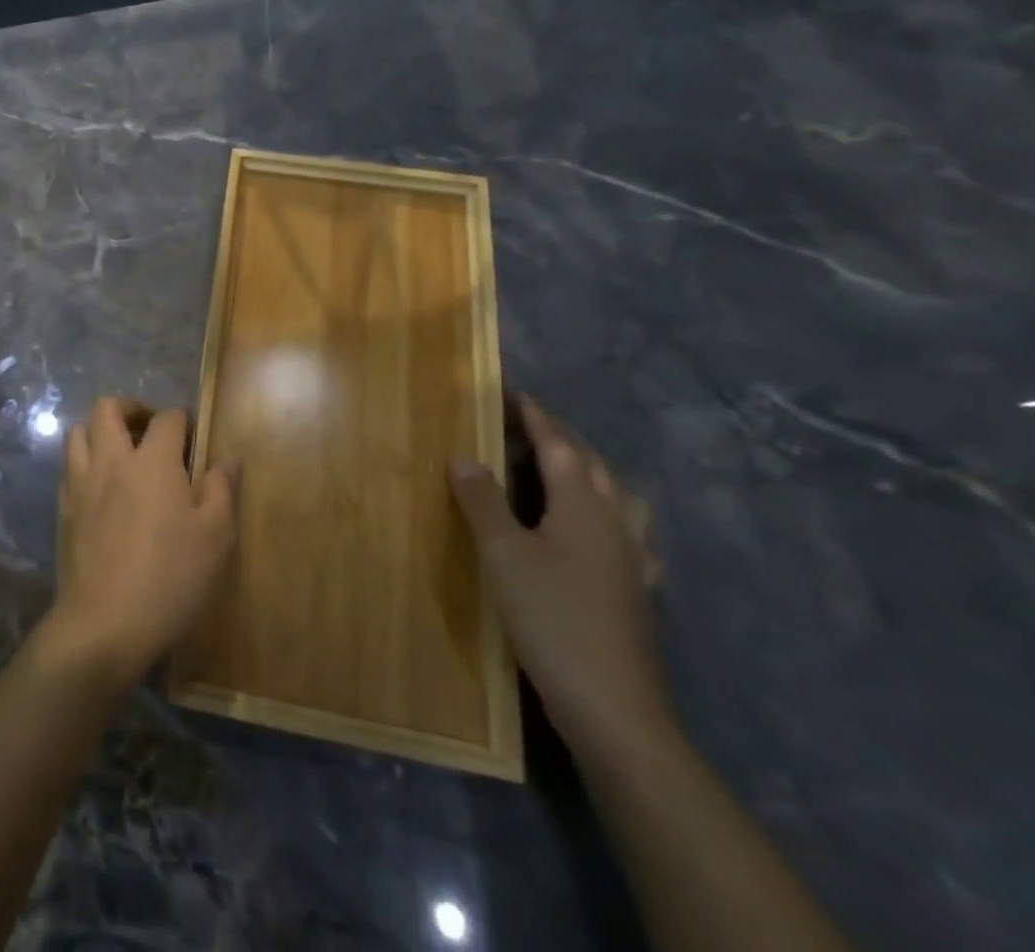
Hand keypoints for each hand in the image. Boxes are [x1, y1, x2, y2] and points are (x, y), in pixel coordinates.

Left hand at [38, 398, 238, 689]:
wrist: (104, 624)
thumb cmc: (170, 578)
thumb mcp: (215, 537)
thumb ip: (222, 489)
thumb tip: (228, 458)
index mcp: (152, 462)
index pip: (167, 418)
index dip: (182, 419)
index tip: (193, 434)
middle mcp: (111, 461)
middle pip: (108, 408)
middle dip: (131, 408)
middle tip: (150, 429)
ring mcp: (81, 483)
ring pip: (79, 431)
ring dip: (100, 431)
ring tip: (121, 452)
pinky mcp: (63, 508)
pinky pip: (69, 467)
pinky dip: (84, 462)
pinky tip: (101, 487)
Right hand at [451, 396, 669, 755]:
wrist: (612, 705)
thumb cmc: (551, 617)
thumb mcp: (502, 554)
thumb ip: (483, 501)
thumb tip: (464, 456)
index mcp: (583, 507)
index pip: (559, 447)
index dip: (537, 419)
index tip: (517, 394)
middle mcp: (614, 524)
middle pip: (593, 467)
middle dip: (564, 440)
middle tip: (534, 425)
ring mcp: (632, 561)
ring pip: (619, 499)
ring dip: (594, 474)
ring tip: (571, 469)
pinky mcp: (635, 593)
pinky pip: (629, 536)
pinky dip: (612, 517)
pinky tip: (605, 535)